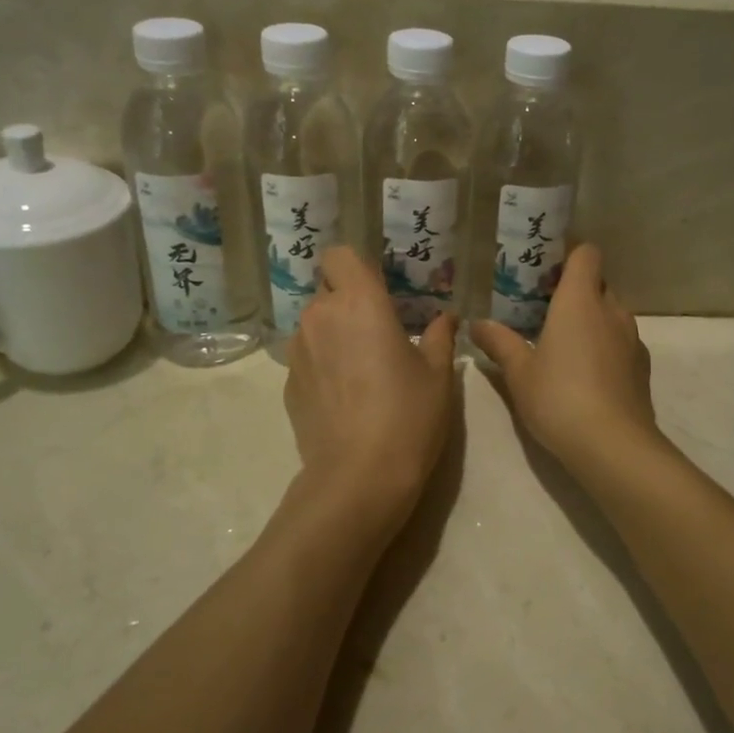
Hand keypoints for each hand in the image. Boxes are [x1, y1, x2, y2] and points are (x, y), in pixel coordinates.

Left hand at [282, 245, 458, 538]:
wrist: (359, 477)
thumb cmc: (408, 415)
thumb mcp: (437, 374)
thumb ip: (439, 335)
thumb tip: (446, 317)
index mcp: (359, 302)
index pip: (339, 255)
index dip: (355, 267)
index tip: (378, 289)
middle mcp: (320, 316)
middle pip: (327, 289)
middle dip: (348, 301)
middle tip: (377, 331)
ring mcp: (298, 351)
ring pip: (314, 324)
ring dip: (334, 333)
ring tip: (361, 368)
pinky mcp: (287, 384)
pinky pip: (306, 357)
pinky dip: (322, 364)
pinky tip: (344, 396)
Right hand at [469, 245, 657, 471]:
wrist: (614, 445)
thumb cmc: (559, 398)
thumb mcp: (519, 372)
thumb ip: (499, 343)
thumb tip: (477, 324)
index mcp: (580, 300)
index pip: (587, 253)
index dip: (570, 255)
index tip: (546, 271)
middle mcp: (611, 310)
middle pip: (598, 283)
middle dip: (576, 291)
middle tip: (545, 311)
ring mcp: (632, 339)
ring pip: (612, 314)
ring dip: (592, 321)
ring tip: (564, 345)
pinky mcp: (642, 367)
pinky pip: (622, 342)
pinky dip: (606, 347)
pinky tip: (587, 375)